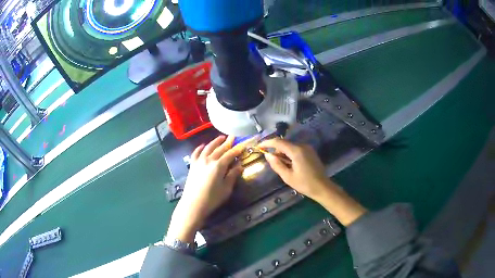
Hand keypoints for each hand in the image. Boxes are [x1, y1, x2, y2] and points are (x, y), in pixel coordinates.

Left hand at [167, 135, 243, 241]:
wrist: (193, 204)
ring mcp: (199, 161)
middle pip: (220, 148)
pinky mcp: (192, 165)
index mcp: (219, 165)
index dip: (237, 149)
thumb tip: (239, 166)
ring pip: (208, 148)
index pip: (230, 154)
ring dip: (215, 142)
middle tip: (233, 136)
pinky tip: (203, 145)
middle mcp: (209, 160)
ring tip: (221, 137)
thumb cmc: (212, 198)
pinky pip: (196, 153)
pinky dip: (200, 148)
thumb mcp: (226, 189)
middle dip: (227, 142)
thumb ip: (232, 176)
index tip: (243, 144)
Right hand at [258, 138, 366, 225]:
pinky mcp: (310, 152)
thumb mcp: (287, 176)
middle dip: (276, 149)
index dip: (267, 143)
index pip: (278, 142)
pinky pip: (296, 149)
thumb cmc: (304, 183)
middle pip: (285, 143)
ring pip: (290, 146)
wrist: (322, 187)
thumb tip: (267, 154)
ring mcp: (308, 148)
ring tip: (280, 165)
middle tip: (271, 161)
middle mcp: (302, 146)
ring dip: (283, 152)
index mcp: (296, 151)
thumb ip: (276, 164)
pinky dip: (290, 154)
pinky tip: (289, 164)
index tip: (259, 146)